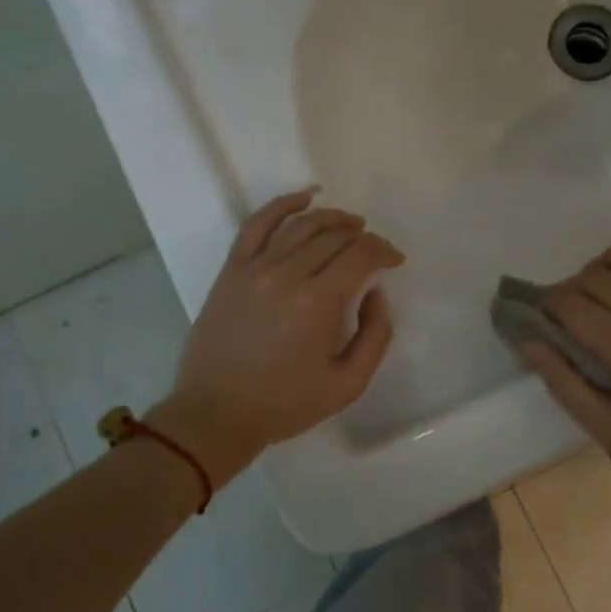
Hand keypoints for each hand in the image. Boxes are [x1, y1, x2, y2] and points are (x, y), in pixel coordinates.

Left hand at [150, 189, 403, 480]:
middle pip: (334, 236)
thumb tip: (376, 293)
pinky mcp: (231, 270)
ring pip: (301, 224)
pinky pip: (257, 224)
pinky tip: (304, 197)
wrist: (216, 414)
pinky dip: (283, 204)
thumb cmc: (285, 404)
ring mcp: (254, 268)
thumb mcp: (348, 384)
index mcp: (317, 304)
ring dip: (332, 217)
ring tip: (351, 223)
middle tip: (375, 249)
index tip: (395, 261)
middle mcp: (286, 275)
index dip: (384, 251)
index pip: (360, 255)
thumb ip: (376, 335)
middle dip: (363, 236)